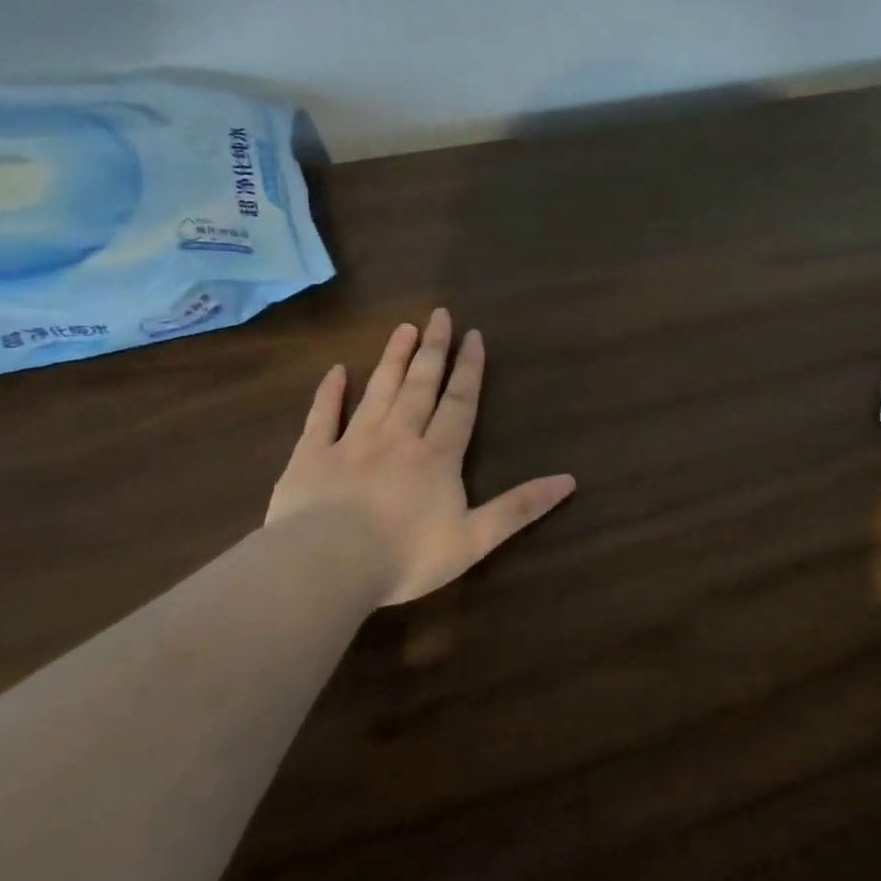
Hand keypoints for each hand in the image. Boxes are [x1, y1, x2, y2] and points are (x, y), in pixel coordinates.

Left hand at [266, 309, 576, 604]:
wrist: (327, 566)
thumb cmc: (407, 555)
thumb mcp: (476, 538)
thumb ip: (520, 507)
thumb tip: (569, 481)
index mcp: (437, 456)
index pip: (459, 403)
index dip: (469, 369)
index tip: (473, 335)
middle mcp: (398, 438)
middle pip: (420, 386)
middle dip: (434, 350)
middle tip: (439, 314)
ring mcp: (352, 443)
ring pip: (377, 391)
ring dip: (393, 359)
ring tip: (403, 329)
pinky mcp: (311, 457)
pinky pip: (321, 418)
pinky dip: (328, 393)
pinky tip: (335, 371)